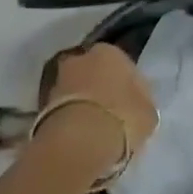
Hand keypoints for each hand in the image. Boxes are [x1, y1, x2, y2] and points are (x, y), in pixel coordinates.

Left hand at [35, 43, 158, 179]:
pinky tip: (82, 136)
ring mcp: (59, 79)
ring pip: (78, 90)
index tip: (133, 105)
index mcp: (110, 51)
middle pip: (96, 73)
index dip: (129, 86)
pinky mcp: (43, 104)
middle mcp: (81, 57)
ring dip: (85, 104)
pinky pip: (65, 108)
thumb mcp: (149, 113)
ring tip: (96, 130)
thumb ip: (143, 103)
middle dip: (102, 89)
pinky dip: (72, 118)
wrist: (79, 142)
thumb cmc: (122, 118)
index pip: (124, 64)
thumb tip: (138, 104)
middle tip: (114, 115)